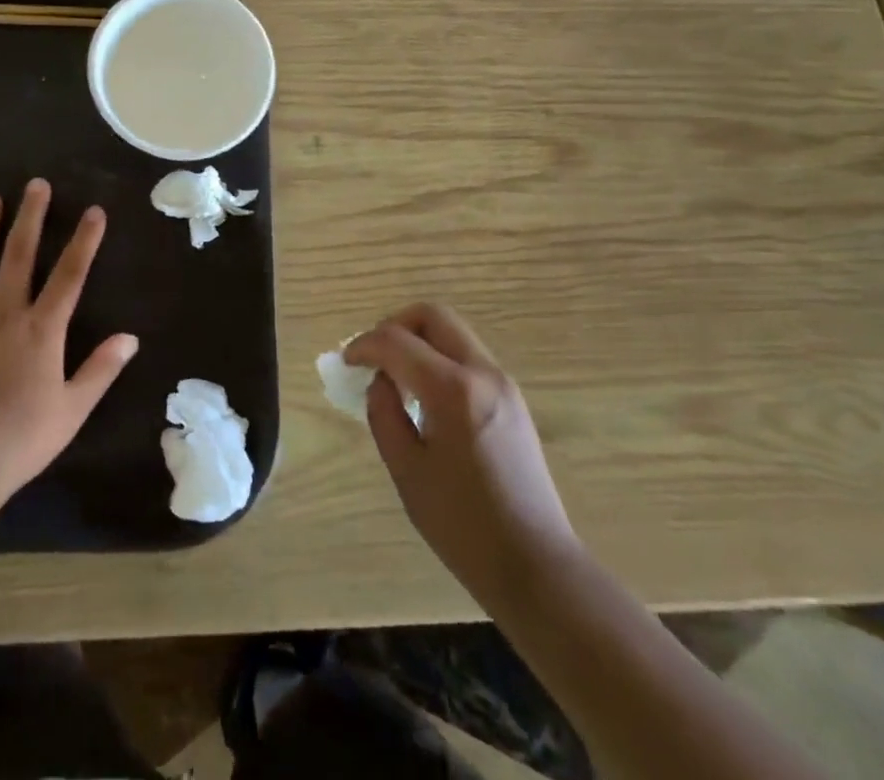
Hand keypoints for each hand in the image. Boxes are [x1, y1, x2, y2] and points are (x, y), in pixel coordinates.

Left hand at [0, 179, 138, 498]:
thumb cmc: (22, 438)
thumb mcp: (73, 409)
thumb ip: (101, 369)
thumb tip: (130, 338)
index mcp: (42, 330)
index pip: (70, 275)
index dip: (84, 241)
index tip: (94, 211)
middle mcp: (6, 314)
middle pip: (20, 256)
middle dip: (30, 217)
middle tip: (35, 184)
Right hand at [347, 304, 577, 598]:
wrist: (536, 567)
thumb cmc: (463, 526)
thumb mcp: (406, 470)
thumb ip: (384, 413)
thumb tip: (381, 381)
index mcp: (453, 390)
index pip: (396, 341)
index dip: (364, 345)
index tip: (346, 362)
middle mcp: (483, 373)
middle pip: (432, 316)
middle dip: (395, 326)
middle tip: (374, 357)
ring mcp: (504, 384)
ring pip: (452, 333)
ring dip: (418, 342)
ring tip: (396, 379)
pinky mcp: (512, 399)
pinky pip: (467, 357)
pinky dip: (438, 359)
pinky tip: (425, 396)